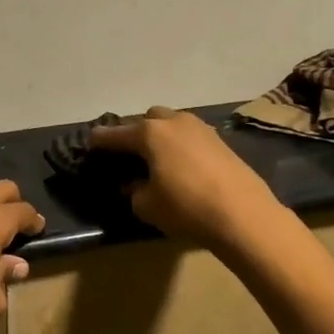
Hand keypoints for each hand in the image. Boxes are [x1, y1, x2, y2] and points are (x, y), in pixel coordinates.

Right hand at [89, 107, 284, 250]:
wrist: (244, 214)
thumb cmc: (186, 207)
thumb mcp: (146, 205)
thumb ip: (134, 191)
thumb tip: (134, 184)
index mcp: (149, 133)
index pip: (115, 134)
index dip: (100, 140)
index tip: (90, 144)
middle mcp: (174, 122)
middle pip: (147, 119)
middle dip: (135, 132)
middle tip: (129, 154)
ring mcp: (201, 129)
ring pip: (172, 125)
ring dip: (161, 137)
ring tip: (156, 159)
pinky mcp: (221, 142)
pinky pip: (190, 137)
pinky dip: (180, 146)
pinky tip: (181, 166)